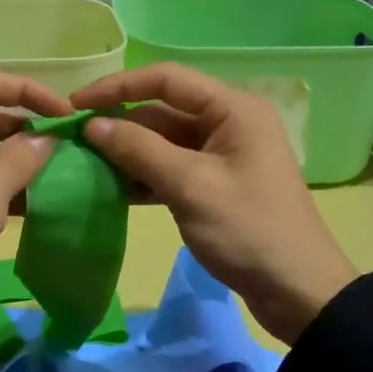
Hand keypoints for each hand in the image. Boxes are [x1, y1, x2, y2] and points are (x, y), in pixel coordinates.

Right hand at [70, 63, 359, 342]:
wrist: (299, 292)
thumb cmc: (248, 230)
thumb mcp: (190, 186)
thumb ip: (139, 150)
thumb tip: (92, 124)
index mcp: (233, 109)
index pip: (166, 79)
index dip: (118, 86)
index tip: (76, 104)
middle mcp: (228, 122)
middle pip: (163, 110)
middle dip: (120, 123)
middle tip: (73, 141)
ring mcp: (222, 155)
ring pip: (164, 141)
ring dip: (128, 152)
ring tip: (85, 165)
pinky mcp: (215, 184)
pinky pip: (172, 168)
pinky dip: (144, 176)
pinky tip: (112, 189)